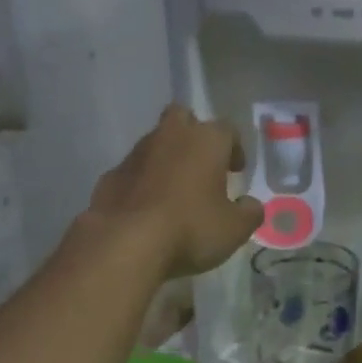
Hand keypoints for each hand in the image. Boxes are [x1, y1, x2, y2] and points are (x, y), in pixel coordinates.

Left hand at [88, 106, 264, 279]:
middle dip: (194, 135)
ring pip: (155, 144)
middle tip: (202, 165)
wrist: (126, 243)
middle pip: (183, 118)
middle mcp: (169, 136)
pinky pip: (134, 172)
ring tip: (175, 193)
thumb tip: (250, 205)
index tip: (236, 170)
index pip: (227, 130)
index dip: (235, 148)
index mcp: (205, 141)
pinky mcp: (111, 176)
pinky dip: (143, 184)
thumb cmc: (191, 229)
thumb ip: (249, 213)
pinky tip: (148, 210)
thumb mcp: (235, 229)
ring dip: (167, 160)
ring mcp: (135, 154)